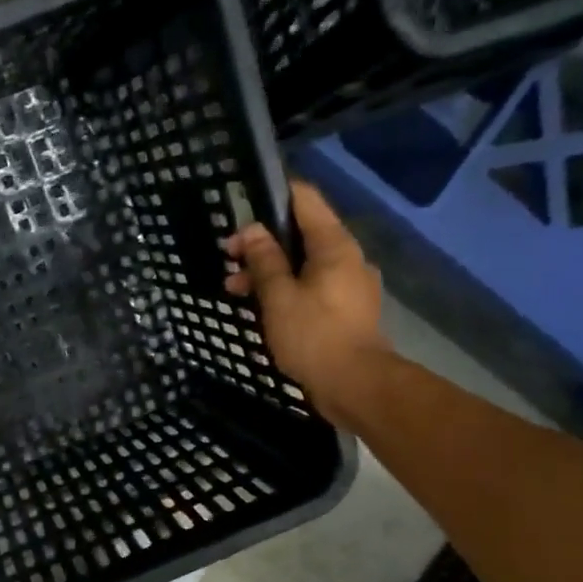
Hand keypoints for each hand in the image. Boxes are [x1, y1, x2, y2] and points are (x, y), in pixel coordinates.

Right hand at [225, 179, 387, 416]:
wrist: (354, 385)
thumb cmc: (313, 336)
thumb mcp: (278, 297)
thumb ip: (264, 261)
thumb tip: (252, 231)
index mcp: (334, 245)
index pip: (305, 199)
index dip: (273, 196)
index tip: (241, 207)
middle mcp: (347, 258)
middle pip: (301, 235)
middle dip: (261, 244)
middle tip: (228, 261)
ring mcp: (350, 285)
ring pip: (304, 265)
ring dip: (269, 272)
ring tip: (235, 292)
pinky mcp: (346, 311)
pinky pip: (312, 288)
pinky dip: (286, 291)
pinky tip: (262, 309)